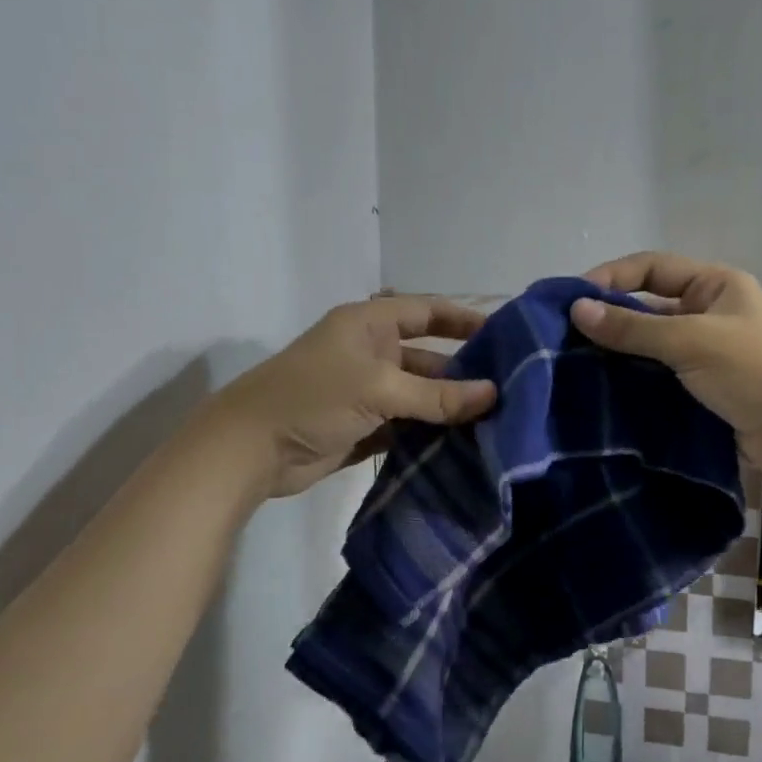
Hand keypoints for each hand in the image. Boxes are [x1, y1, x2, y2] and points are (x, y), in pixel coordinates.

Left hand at [210, 296, 497, 497]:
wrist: (250, 450)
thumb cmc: (313, 398)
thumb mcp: (379, 389)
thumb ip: (437, 395)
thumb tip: (494, 395)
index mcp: (369, 325)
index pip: (427, 312)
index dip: (465, 319)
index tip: (507, 335)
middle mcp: (371, 353)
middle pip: (429, 357)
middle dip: (464, 372)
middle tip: (510, 390)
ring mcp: (367, 392)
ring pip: (420, 395)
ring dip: (450, 407)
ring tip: (497, 421)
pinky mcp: (364, 426)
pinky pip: (408, 425)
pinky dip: (431, 433)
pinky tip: (466, 445)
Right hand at [571, 252, 761, 469]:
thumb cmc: (759, 367)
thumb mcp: (693, 339)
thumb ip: (633, 328)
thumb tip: (575, 309)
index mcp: (713, 286)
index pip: (650, 268)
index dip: (611, 278)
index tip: (572, 302)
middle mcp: (708, 316)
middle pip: (647, 311)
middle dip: (608, 324)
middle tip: (562, 343)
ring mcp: (706, 359)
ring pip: (650, 352)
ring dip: (618, 361)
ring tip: (573, 374)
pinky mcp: (705, 396)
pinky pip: (661, 385)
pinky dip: (634, 390)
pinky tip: (603, 400)